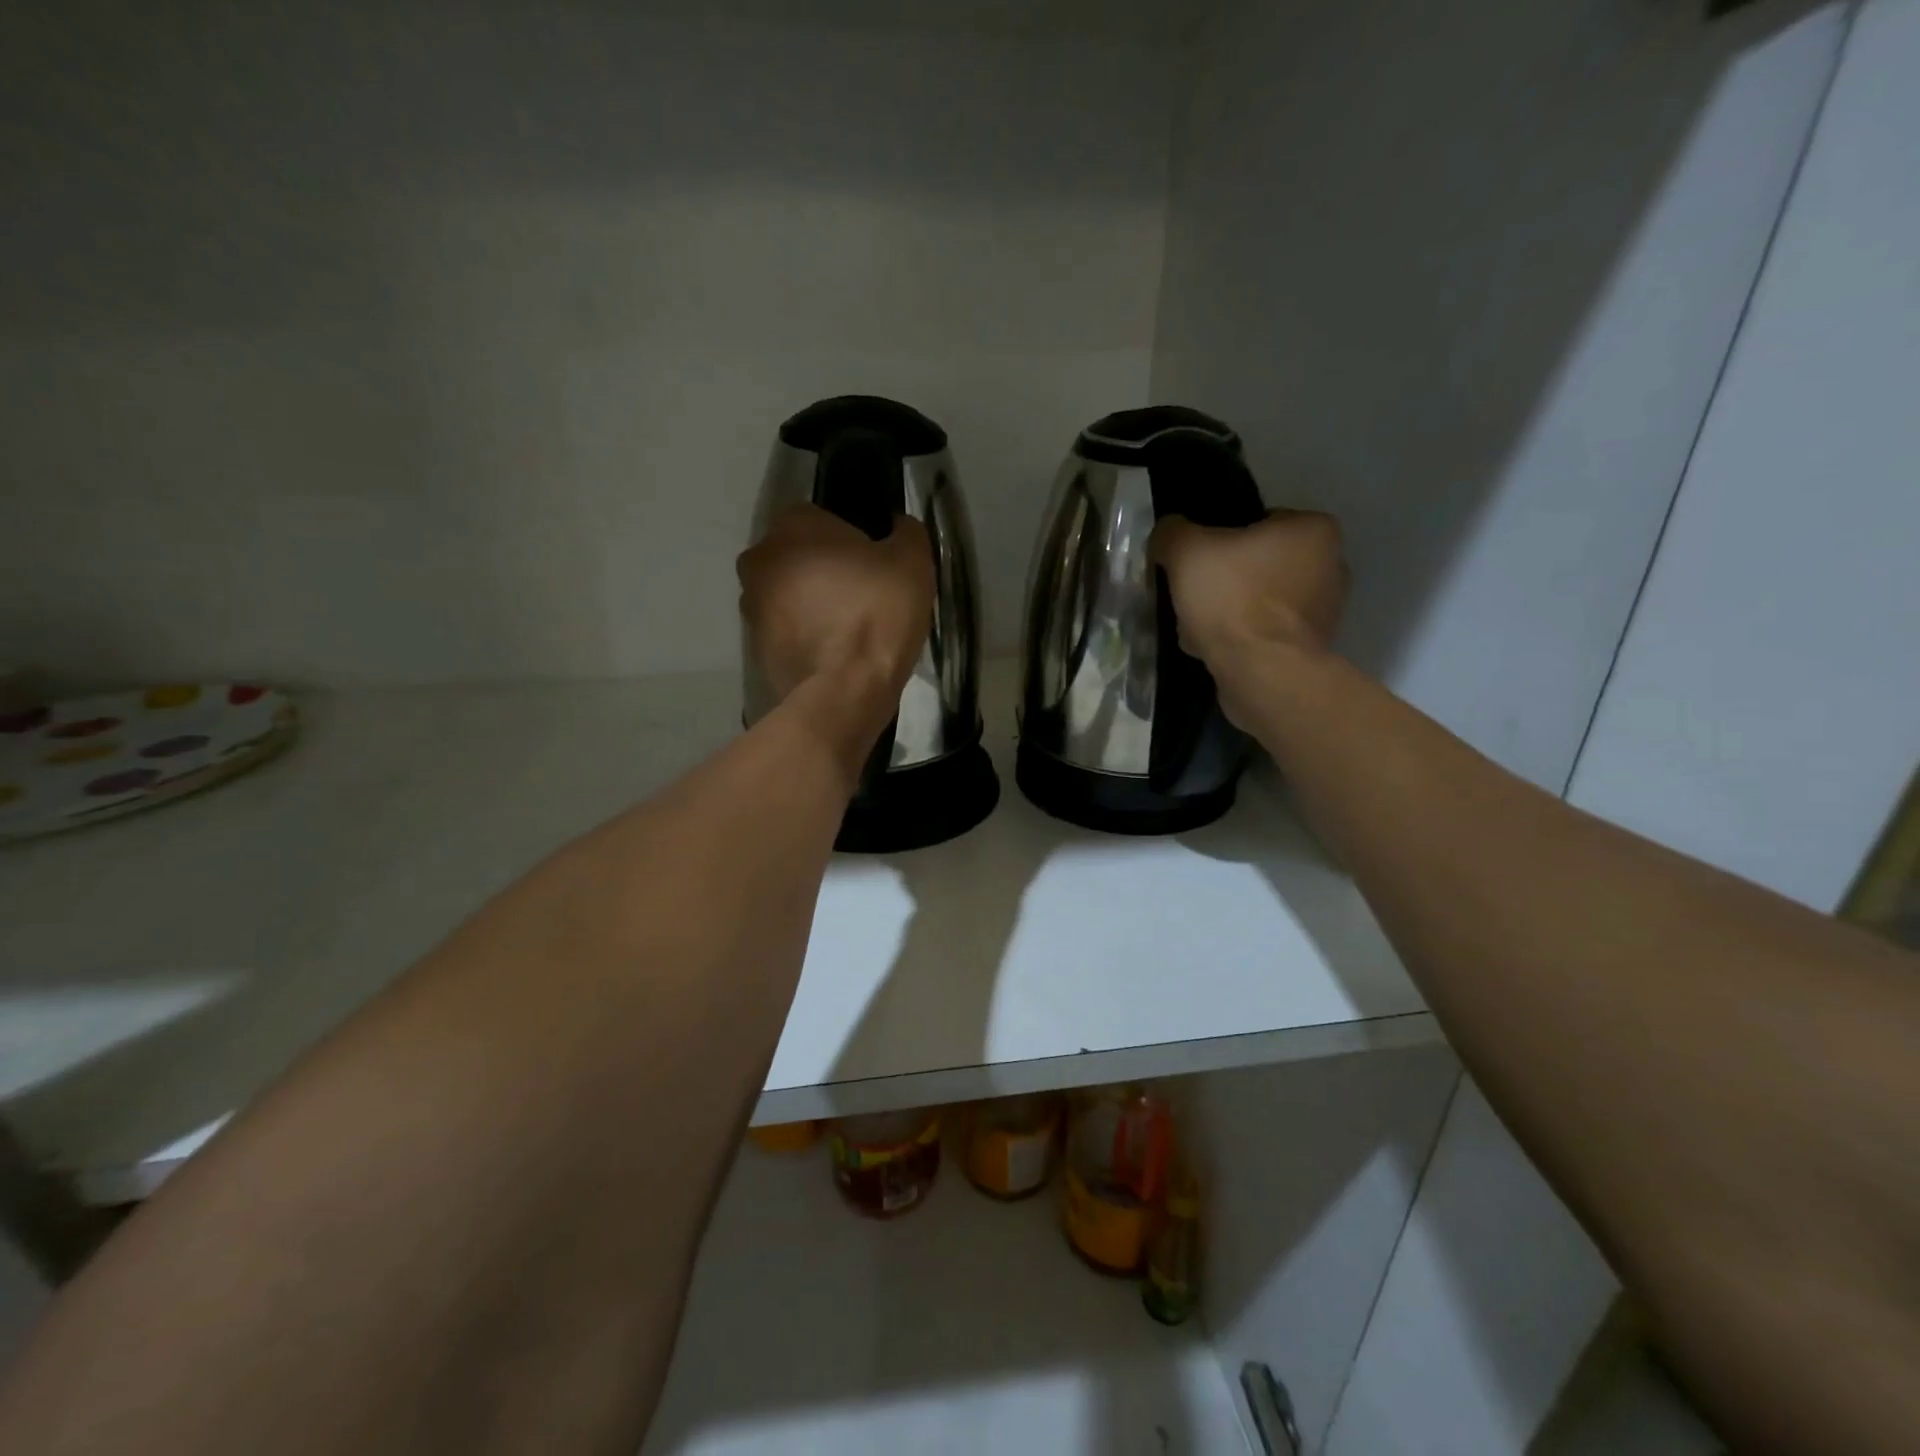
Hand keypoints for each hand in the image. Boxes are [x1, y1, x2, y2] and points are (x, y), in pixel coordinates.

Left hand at [738, 503, 933, 716]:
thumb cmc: (878, 614)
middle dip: (825, 571)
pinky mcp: (754, 645)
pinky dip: (805, 635)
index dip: (851, 541)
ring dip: (812, 604)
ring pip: (789, 593)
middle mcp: (760, 558)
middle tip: (862, 597)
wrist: (845, 690)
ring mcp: (751, 604)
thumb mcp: (912, 562)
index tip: (874, 566)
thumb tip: (897, 525)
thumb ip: (906, 532)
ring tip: (849, 629)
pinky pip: (785, 629)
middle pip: (800, 556)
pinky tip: (834, 652)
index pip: (822, 519)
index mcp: (793, 526)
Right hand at [1152, 509, 1348, 720]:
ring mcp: (1324, 610)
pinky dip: (1241, 638)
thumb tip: (1168, 533)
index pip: (1257, 522)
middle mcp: (1331, 564)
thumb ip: (1173, 533)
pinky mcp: (1311, 647)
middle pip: (1258, 563)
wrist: (1262, 672)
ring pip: (1259, 600)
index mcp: (1312, 529)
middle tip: (1193, 596)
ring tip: (1198, 628)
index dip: (1219, 540)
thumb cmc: (1233, 599)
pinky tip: (1215, 649)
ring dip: (1229, 611)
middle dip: (1225, 579)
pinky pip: (1265, 632)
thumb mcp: (1186, 551)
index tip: (1196, 562)